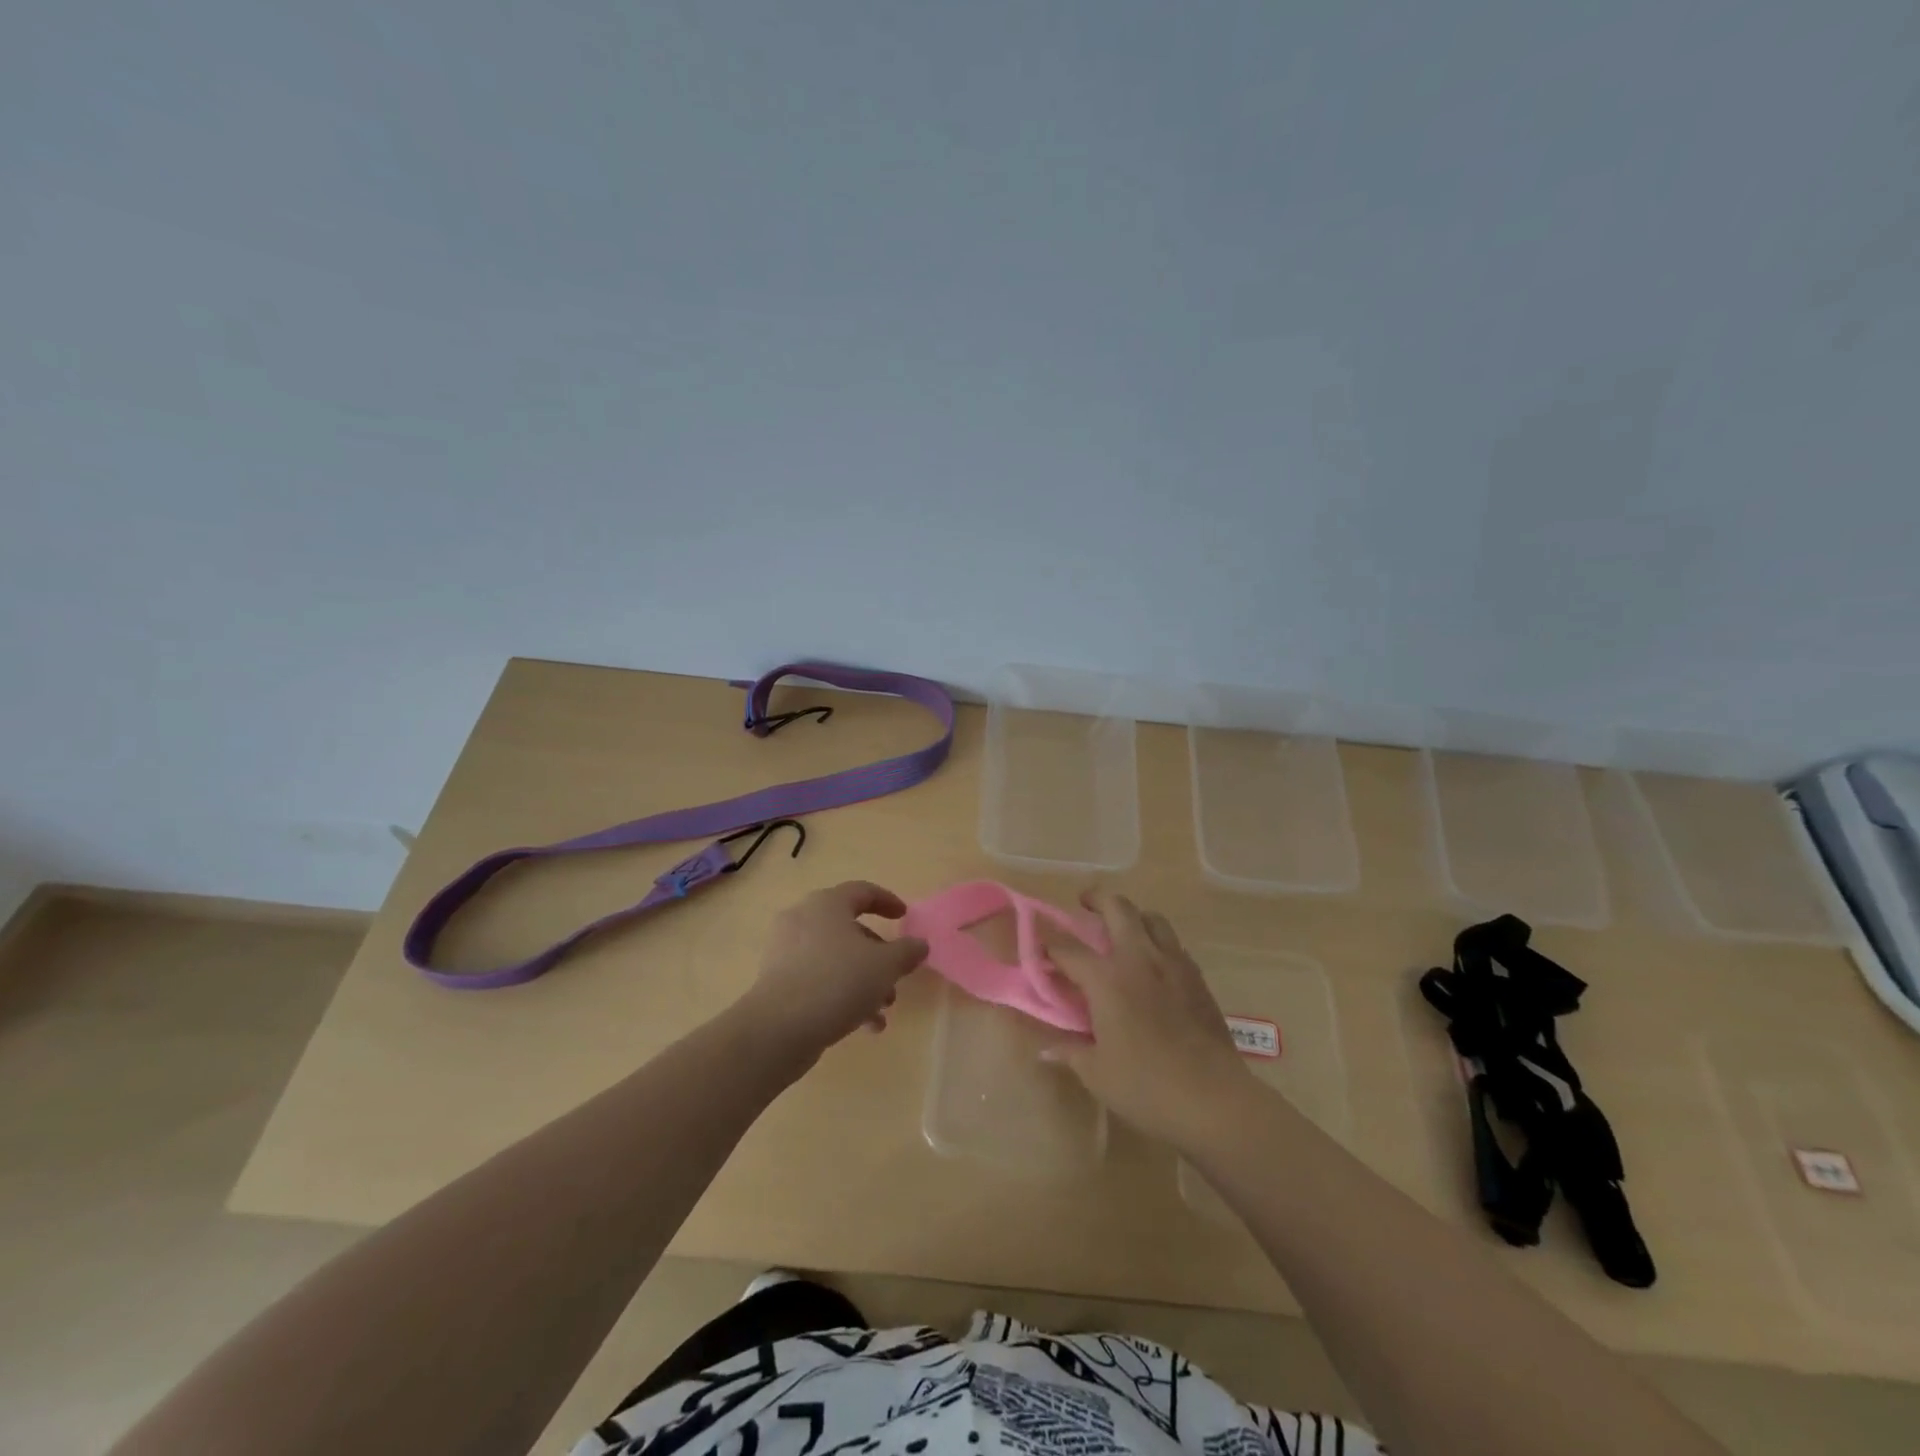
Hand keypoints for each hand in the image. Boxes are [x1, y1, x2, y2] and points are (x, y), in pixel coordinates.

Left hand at [736, 881, 928, 1056]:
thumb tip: (919, 944)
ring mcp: (786, 951)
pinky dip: (842, 994)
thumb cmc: (837, 982)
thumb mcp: (885, 966)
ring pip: (835, 958)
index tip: (904, 916)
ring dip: (864, 980)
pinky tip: (864, 1026)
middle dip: (878, 955)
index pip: (862, 891)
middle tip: (896, 976)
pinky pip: (818, 979)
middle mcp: (803, 919)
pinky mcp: (777, 981)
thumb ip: (907, 952)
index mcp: (827, 904)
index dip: (887, 901)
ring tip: (883, 1010)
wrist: (778, 1028)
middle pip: (849, 929)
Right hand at [1045, 890, 1256, 1148]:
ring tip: (1122, 929)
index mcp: (1107, 979)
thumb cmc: (1146, 1086)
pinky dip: (1157, 941)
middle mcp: (1139, 958)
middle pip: (1117, 908)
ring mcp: (1172, 964)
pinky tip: (1153, 964)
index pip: (1068, 949)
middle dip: (1096, 898)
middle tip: (1084, 904)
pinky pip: (1173, 943)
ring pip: (1152, 918)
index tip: (1039, 947)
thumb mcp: (1097, 1073)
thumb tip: (1046, 1049)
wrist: (1214, 1099)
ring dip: (1132, 915)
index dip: (1049, 945)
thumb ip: (1070, 1052)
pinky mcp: (1197, 977)